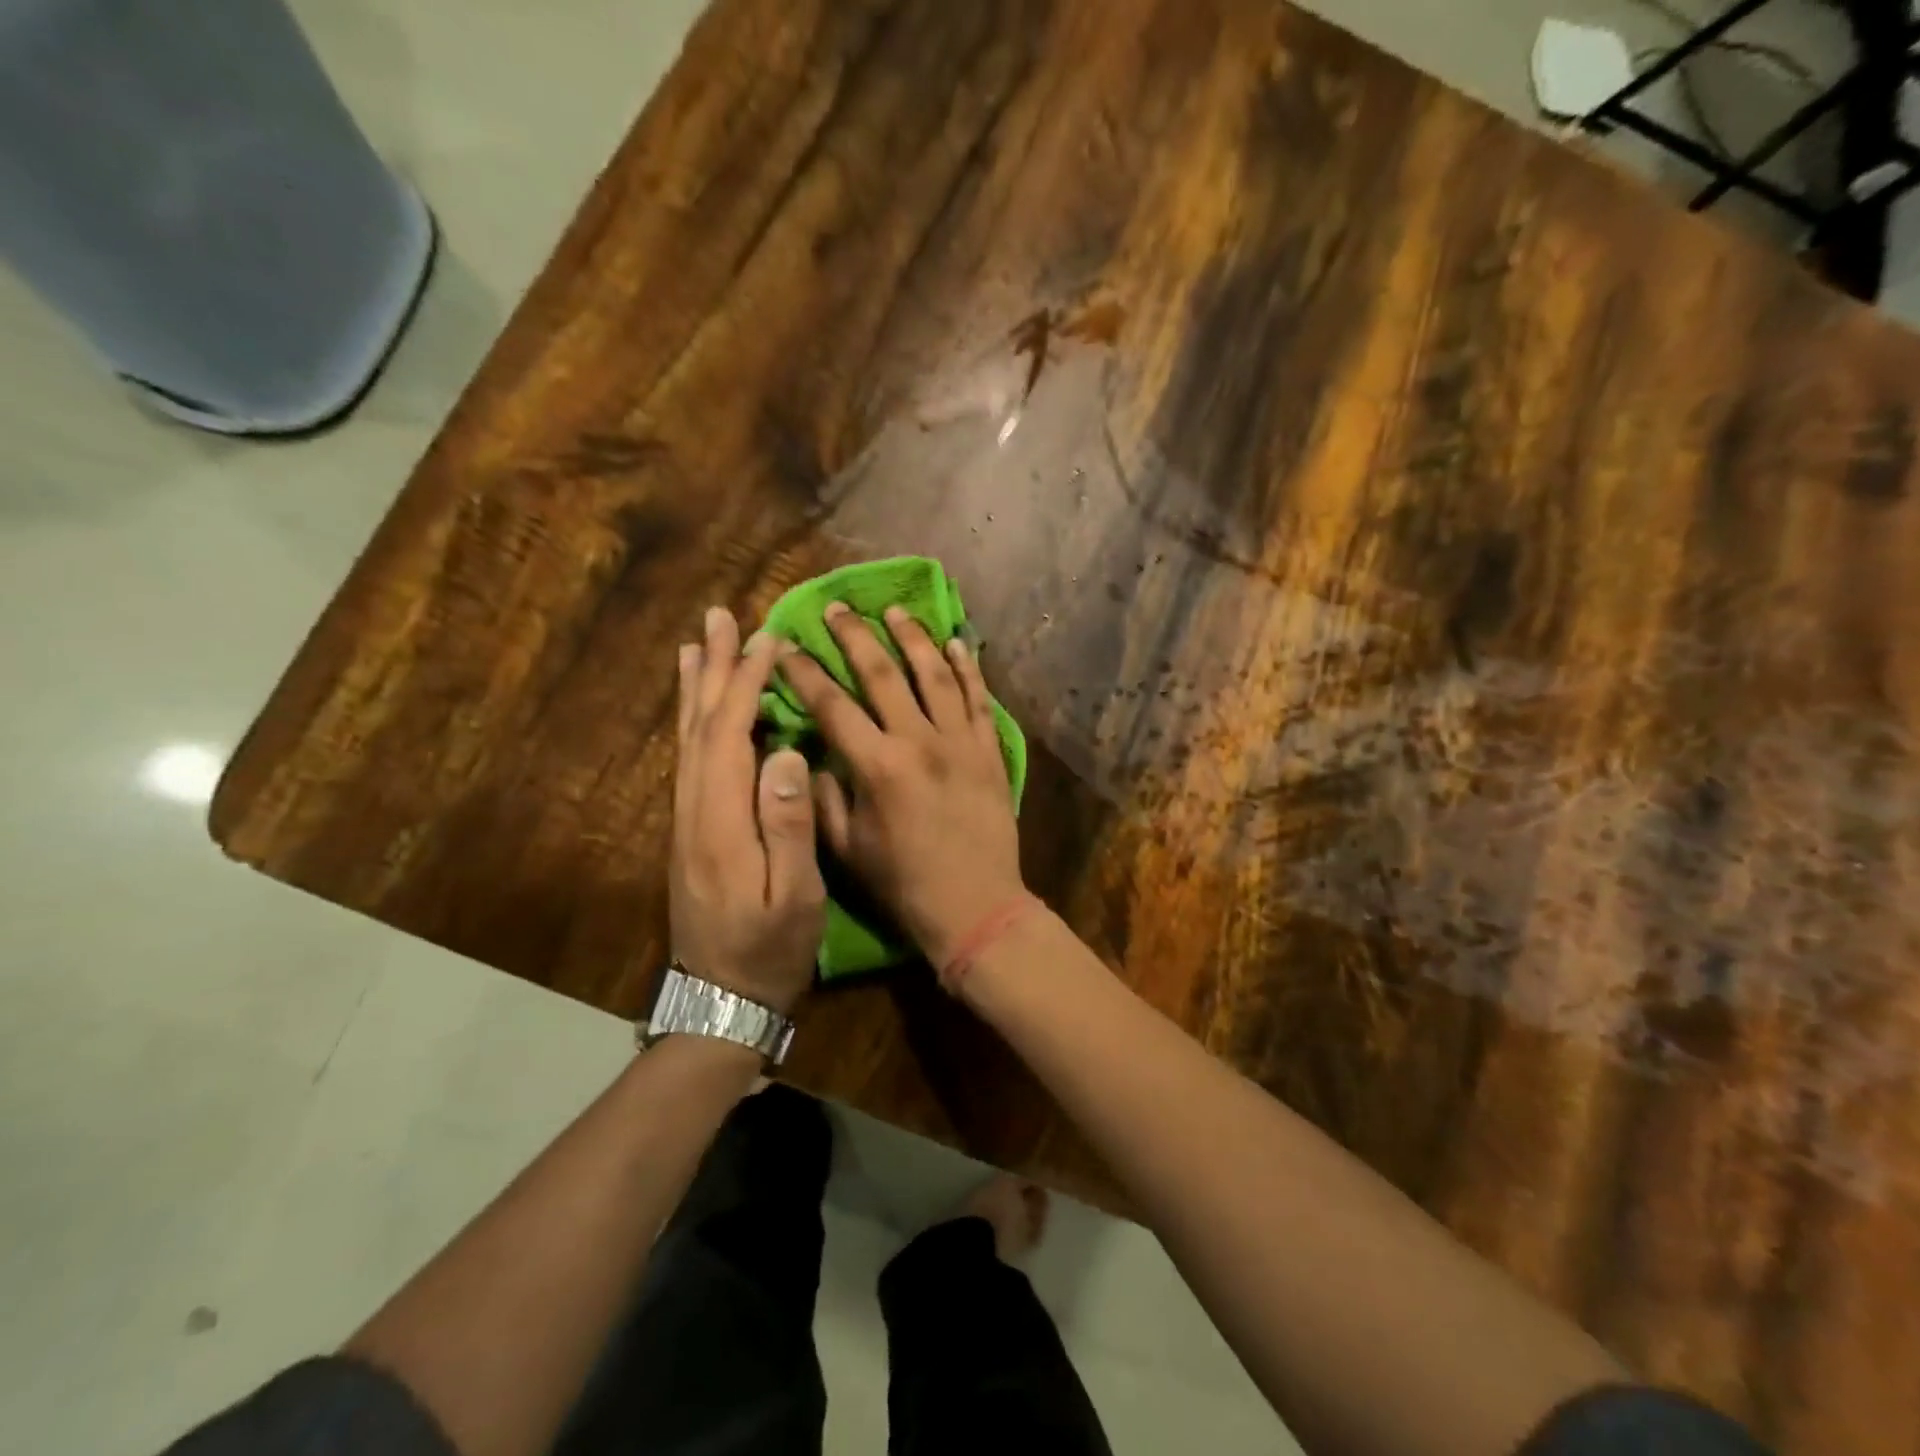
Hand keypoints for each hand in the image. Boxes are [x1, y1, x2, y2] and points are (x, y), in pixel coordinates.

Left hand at [671, 607, 824, 1013]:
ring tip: (697, 646)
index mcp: (721, 820)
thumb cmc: (770, 950)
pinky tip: (699, 711)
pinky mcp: (690, 832)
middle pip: (700, 725)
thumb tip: (787, 753)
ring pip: (687, 740)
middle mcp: (694, 810)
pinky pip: (689, 760)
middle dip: (713, 669)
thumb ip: (789, 826)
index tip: (767, 639)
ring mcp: (687, 821)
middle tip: (719, 618)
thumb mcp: (794, 898)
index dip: (746, 682)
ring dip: (696, 689)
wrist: (720, 1001)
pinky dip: (693, 723)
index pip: (730, 734)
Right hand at [776, 603, 1025, 968]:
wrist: (976, 905)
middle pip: (883, 673)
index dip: (804, 672)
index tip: (785, 645)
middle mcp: (919, 741)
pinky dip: (968, 668)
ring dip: (912, 637)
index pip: (832, 705)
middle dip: (854, 636)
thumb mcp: (848, 851)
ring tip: (894, 610)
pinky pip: (979, 699)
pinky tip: (957, 641)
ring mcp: (960, 742)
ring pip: (935, 674)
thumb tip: (811, 756)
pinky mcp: (989, 750)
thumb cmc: (905, 884)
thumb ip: (823, 800)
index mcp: (877, 766)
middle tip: (837, 608)